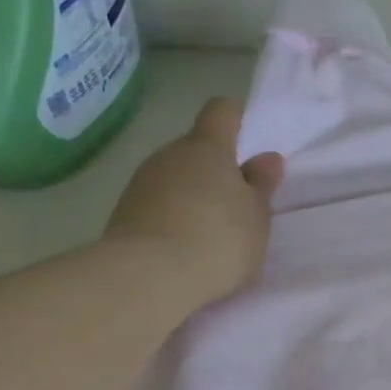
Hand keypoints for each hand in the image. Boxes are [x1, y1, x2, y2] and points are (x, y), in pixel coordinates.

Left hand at [104, 97, 284, 304]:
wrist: (147, 278)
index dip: (236, 118)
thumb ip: (261, 184)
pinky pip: (156, 205)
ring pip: (174, 177)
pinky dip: (171, 218)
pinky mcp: (122, 214)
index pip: (221, 111)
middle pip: (195, 148)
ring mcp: (141, 183)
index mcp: (207, 147)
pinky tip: (183, 248)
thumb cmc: (217, 239)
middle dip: (215, 168)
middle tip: (237, 203)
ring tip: (210, 232)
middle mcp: (169, 155)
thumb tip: (267, 157)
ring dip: (192, 195)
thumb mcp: (256, 215)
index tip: (248, 139)